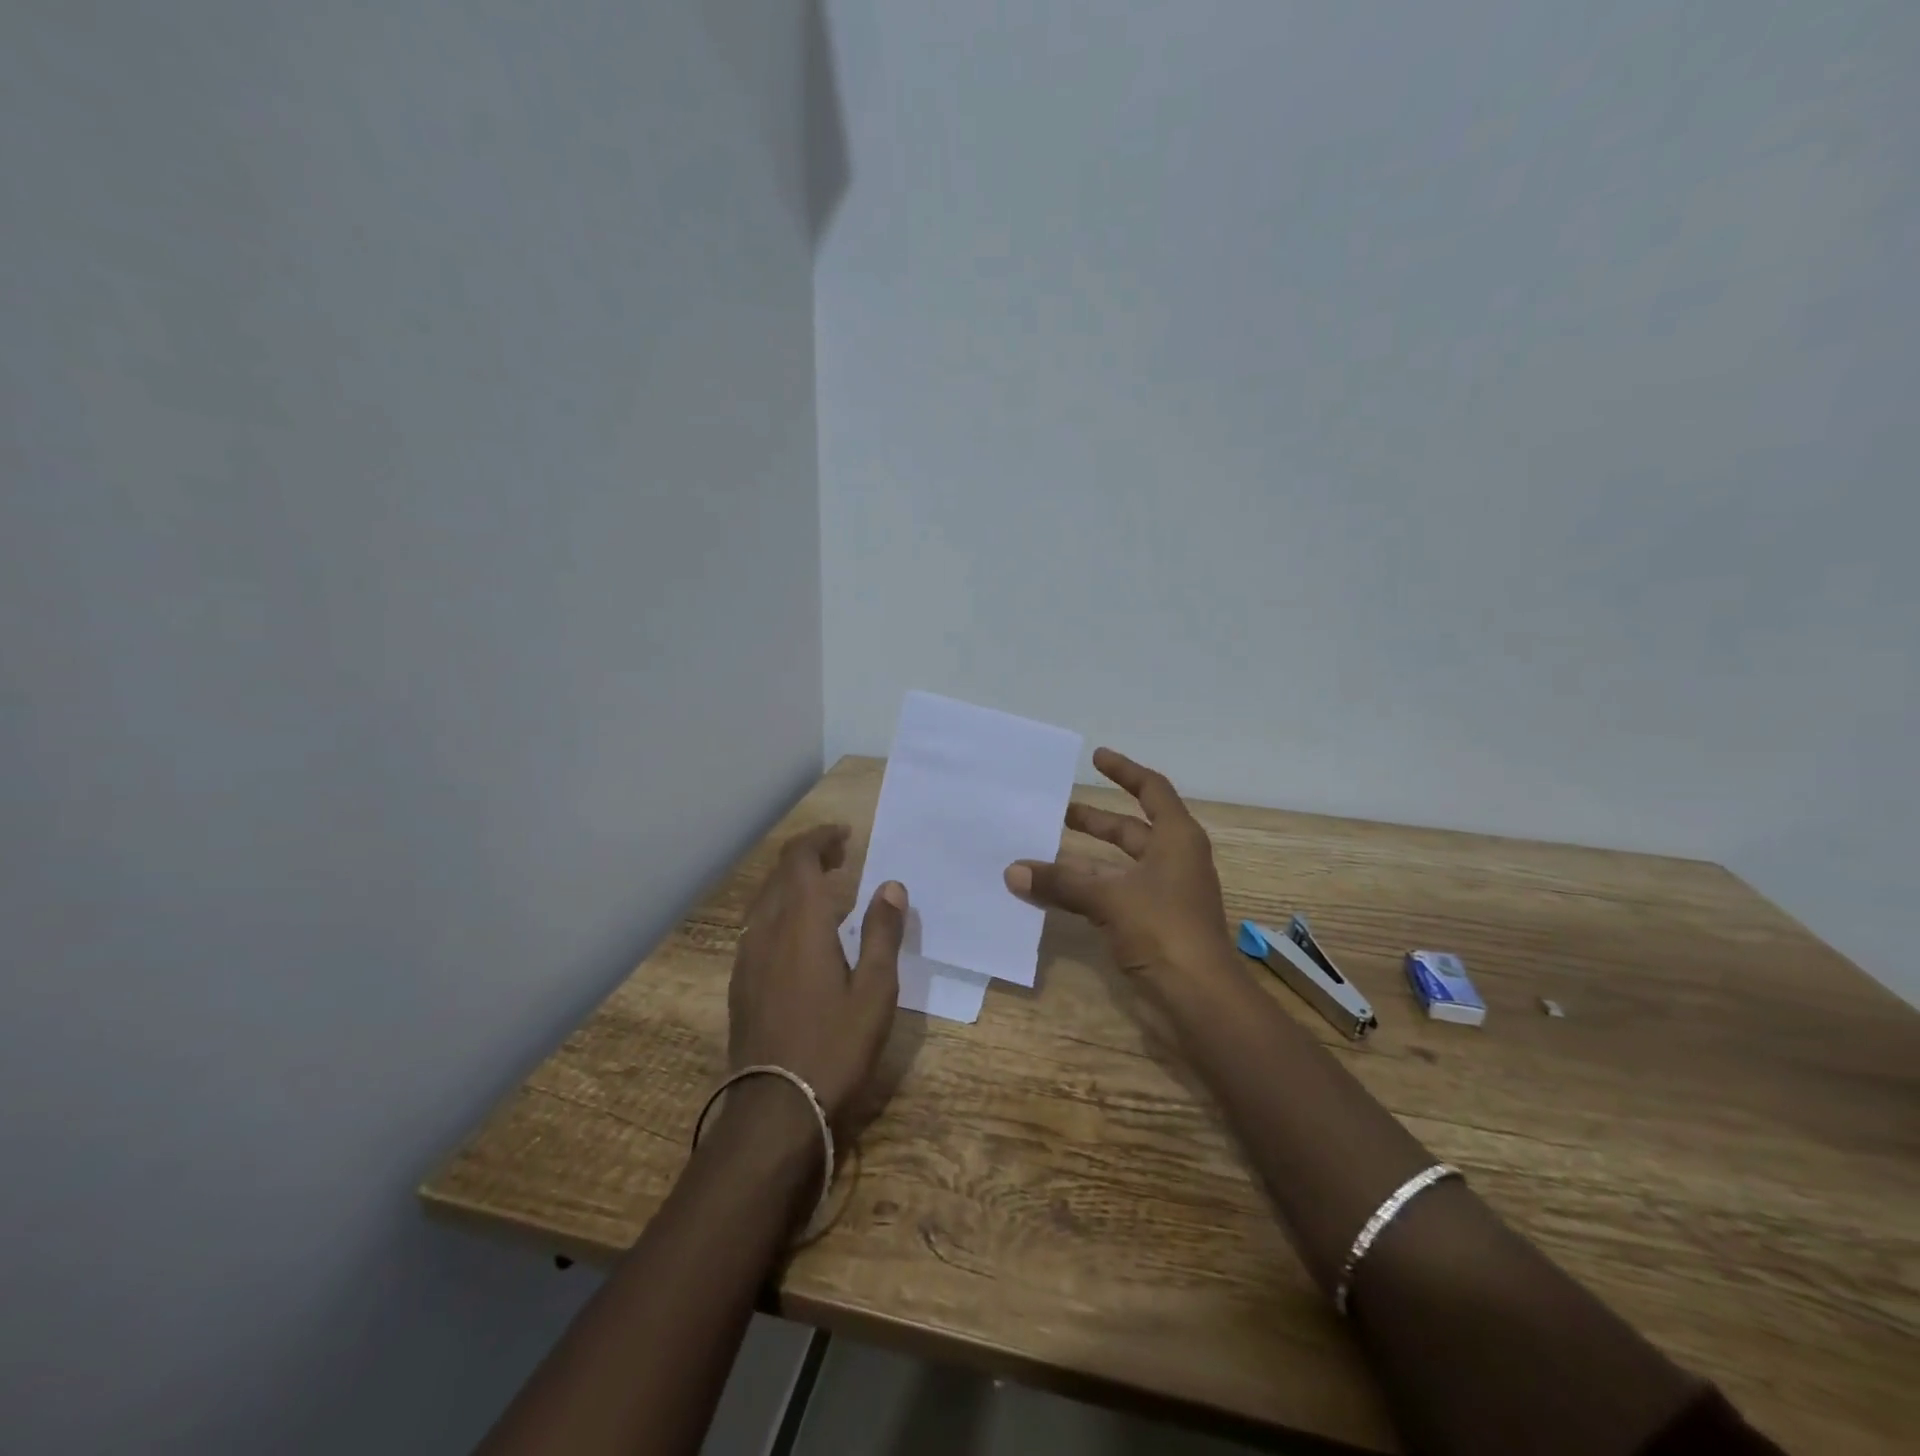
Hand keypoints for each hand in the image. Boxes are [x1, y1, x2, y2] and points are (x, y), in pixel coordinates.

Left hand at [728, 824, 905, 1130]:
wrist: (774, 1111)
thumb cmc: (834, 1047)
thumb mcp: (875, 991)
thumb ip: (883, 933)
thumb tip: (890, 885)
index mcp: (800, 924)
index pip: (800, 859)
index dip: (820, 838)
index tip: (846, 835)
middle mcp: (766, 931)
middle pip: (779, 875)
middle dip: (808, 856)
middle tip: (841, 857)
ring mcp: (747, 958)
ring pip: (765, 901)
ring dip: (793, 884)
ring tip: (826, 892)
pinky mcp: (741, 984)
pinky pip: (758, 927)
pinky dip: (781, 912)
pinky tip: (802, 937)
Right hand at [1003, 748, 1236, 988]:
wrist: (1199, 999)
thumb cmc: (1164, 930)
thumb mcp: (1109, 898)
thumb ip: (1061, 882)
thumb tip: (1013, 871)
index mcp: (1177, 839)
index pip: (1152, 790)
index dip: (1125, 771)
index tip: (1096, 758)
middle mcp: (1173, 861)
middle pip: (1131, 829)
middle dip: (1096, 820)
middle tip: (1058, 811)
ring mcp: (1164, 895)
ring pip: (1118, 866)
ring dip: (1084, 859)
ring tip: (1044, 852)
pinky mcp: (1152, 924)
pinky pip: (1113, 895)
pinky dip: (1087, 890)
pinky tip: (1055, 894)